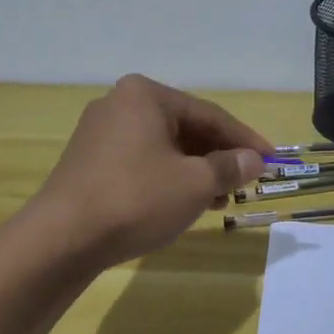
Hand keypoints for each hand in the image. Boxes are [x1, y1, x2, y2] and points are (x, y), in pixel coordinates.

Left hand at [31, 75, 271, 270]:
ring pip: (164, 148)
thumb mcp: (195, 184)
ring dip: (196, 171)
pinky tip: (184, 203)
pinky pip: (142, 162)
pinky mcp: (90, 162)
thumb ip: (230, 167)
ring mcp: (100, 133)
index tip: (272, 160)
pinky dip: (169, 178)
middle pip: (186, 129)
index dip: (245, 140)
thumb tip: (254, 160)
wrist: (61, 239)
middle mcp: (120, 104)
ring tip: (219, 200)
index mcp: (145, 95)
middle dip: (218, 157)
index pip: (210, 115)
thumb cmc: (136, 199)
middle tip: (246, 182)